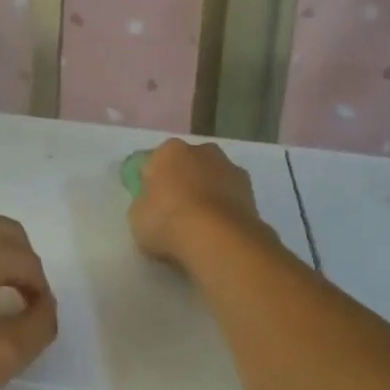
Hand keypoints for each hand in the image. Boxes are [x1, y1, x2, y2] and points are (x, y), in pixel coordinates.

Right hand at [129, 139, 273, 269]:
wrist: (217, 239)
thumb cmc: (167, 221)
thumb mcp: (136, 216)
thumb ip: (144, 204)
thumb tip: (153, 206)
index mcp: (169, 150)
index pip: (154, 163)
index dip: (151, 183)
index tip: (150, 204)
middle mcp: (202, 151)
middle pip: (187, 166)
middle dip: (183, 183)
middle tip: (174, 214)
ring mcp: (231, 169)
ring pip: (212, 180)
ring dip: (207, 195)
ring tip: (200, 228)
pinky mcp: (253, 193)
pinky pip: (230, 199)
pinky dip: (225, 211)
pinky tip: (218, 233)